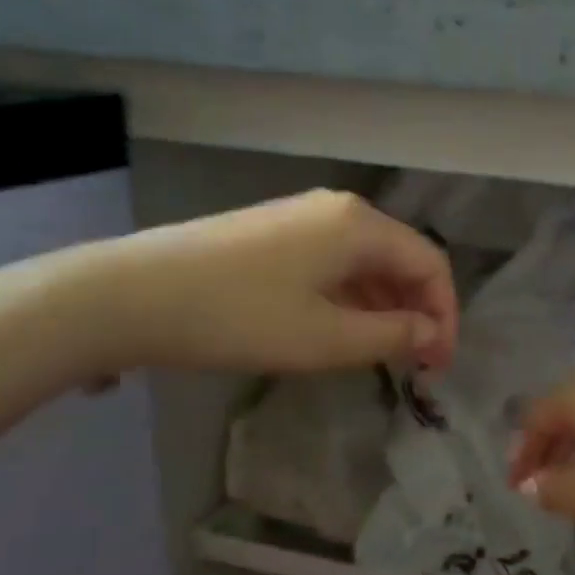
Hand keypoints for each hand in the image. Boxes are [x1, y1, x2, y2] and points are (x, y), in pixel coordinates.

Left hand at [67, 190, 458, 376]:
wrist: (129, 294)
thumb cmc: (238, 317)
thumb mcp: (325, 339)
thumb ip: (391, 336)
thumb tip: (431, 335)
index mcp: (360, 225)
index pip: (431, 264)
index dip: (445, 315)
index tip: (438, 365)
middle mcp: (340, 210)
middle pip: (402, 258)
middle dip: (417, 311)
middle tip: (415, 364)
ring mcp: (304, 216)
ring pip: (367, 261)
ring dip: (385, 306)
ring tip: (381, 354)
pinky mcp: (276, 231)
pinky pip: (335, 261)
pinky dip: (351, 296)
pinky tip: (340, 328)